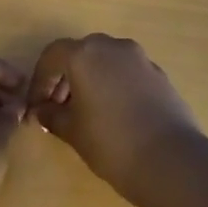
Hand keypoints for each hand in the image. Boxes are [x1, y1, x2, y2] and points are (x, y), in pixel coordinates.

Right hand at [27, 34, 200, 192]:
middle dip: (66, 77)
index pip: (53, 56)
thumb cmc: (110, 143)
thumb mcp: (72, 131)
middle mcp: (113, 47)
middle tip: (59, 107)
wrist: (170, 159)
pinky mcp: (160, 74)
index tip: (37, 105)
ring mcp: (140, 59)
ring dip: (91, 79)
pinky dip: (114, 84)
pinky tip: (115, 114)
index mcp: (85, 55)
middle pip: (81, 53)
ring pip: (106, 60)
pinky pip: (127, 72)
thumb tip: (42, 110)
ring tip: (86, 112)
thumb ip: (52, 115)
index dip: (40, 80)